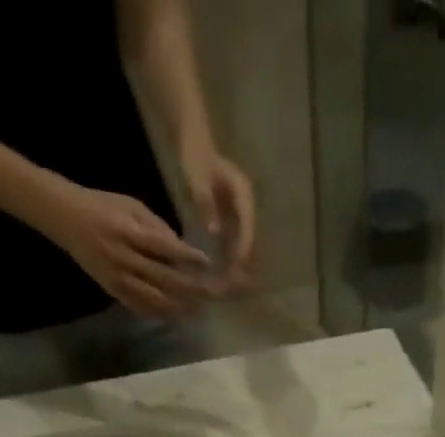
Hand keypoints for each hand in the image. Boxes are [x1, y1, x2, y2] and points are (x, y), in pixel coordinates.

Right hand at [36, 180, 210, 319]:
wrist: (64, 218)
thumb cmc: (102, 206)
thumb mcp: (130, 205)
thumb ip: (158, 227)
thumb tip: (184, 250)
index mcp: (127, 231)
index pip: (163, 246)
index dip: (186, 256)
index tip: (206, 263)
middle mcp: (123, 257)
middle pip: (163, 278)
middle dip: (190, 288)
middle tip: (211, 294)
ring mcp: (117, 278)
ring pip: (154, 298)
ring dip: (179, 306)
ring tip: (198, 309)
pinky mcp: (112, 291)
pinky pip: (140, 307)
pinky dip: (160, 313)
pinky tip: (175, 315)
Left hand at [179, 139, 256, 291]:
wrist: (194, 144)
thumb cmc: (195, 156)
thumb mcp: (198, 178)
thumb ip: (206, 204)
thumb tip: (215, 232)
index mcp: (243, 194)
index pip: (248, 224)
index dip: (245, 245)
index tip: (240, 264)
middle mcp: (246, 207)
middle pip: (250, 238)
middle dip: (245, 261)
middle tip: (239, 283)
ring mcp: (239, 214)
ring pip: (244, 244)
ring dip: (239, 264)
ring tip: (233, 284)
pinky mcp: (231, 220)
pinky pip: (233, 242)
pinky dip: (230, 258)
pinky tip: (224, 274)